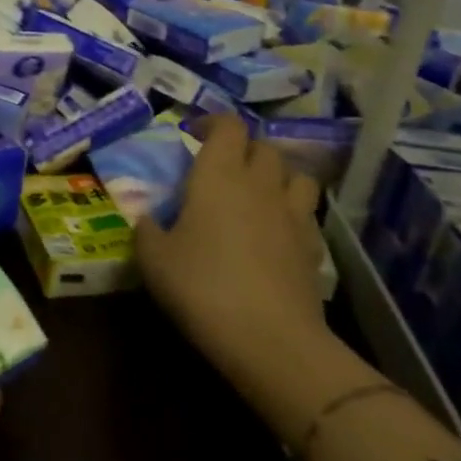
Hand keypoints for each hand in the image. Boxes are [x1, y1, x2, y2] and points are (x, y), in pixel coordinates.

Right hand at [136, 115, 331, 404]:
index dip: (211, 123)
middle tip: (221, 167)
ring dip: (277, 175)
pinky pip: (306, 213)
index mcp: (218, 175)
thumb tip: (147, 218)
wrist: (269, 338)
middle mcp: (260, 184)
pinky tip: (276, 233)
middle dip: (243, 148)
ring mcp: (293, 214)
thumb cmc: (201, 286)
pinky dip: (292, 212)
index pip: (227, 125)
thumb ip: (147, 229)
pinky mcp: (313, 246)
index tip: (193, 134)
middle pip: (263, 146)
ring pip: (296, 174)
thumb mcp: (153, 259)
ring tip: (258, 192)